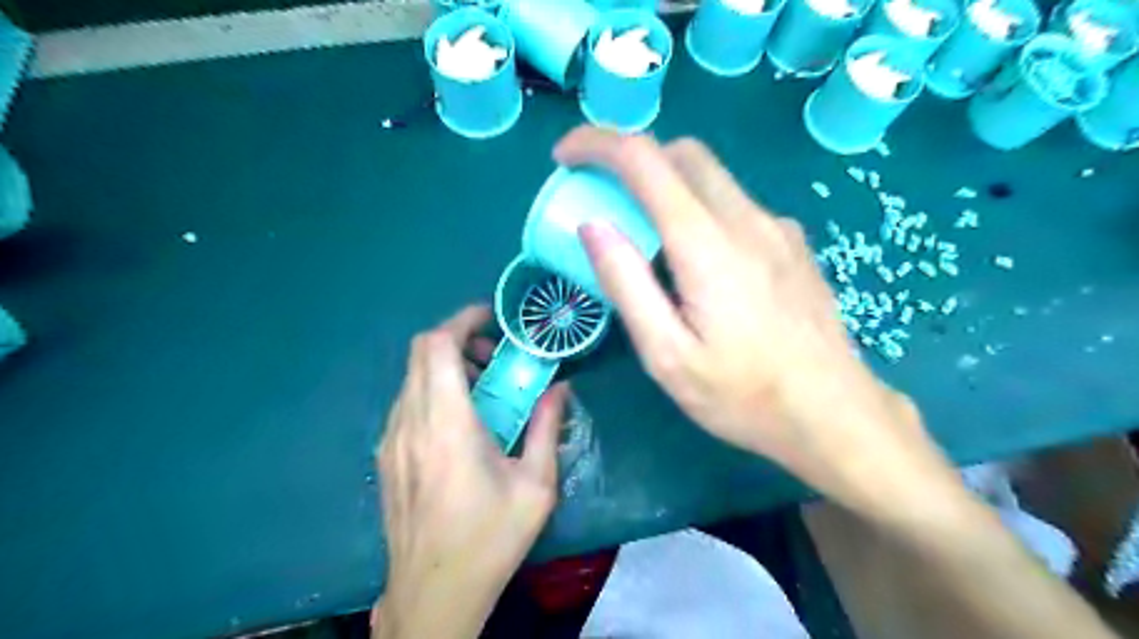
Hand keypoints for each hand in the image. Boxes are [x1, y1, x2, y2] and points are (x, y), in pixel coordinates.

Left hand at [376, 304, 569, 638]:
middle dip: (458, 339)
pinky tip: (460, 422)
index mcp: (447, 424)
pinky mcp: (386, 457)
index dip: (463, 321)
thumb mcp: (535, 485)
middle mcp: (410, 422)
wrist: (434, 592)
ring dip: (445, 366)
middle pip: (421, 352)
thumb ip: (548, 428)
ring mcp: (391, 440)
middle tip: (494, 356)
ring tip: (482, 388)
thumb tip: (561, 388)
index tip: (492, 319)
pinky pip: (406, 402)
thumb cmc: (490, 538)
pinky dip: (432, 390)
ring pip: (412, 376)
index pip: (437, 346)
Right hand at [559, 127, 943, 513]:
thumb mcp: (667, 355)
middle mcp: (746, 219)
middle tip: (602, 193)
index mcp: (707, 244)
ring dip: (667, 184)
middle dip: (633, 158)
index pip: (644, 159)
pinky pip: (736, 205)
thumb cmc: (743, 395)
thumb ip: (627, 284)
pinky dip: (700, 209)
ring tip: (645, 234)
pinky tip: (698, 261)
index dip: (597, 144)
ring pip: (712, 176)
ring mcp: (777, 227)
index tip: (565, 157)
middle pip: (682, 154)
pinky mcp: (792, 243)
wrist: (835, 413)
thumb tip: (593, 226)